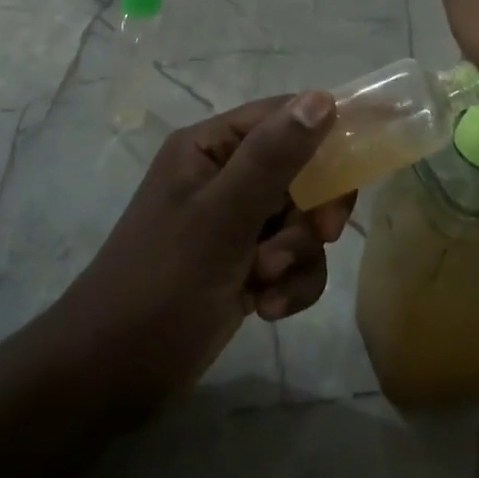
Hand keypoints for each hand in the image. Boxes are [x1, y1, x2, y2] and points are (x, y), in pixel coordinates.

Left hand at [55, 93, 352, 409]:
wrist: (110, 379)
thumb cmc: (161, 285)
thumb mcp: (221, 218)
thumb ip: (273, 158)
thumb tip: (323, 99)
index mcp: (210, 147)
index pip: (283, 116)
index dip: (328, 130)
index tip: (368, 155)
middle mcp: (224, 176)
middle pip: (300, 170)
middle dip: (312, 208)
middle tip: (321, 233)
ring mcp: (234, 223)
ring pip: (301, 220)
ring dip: (297, 254)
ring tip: (266, 283)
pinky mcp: (243, 265)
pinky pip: (292, 259)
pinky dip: (290, 283)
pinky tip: (267, 308)